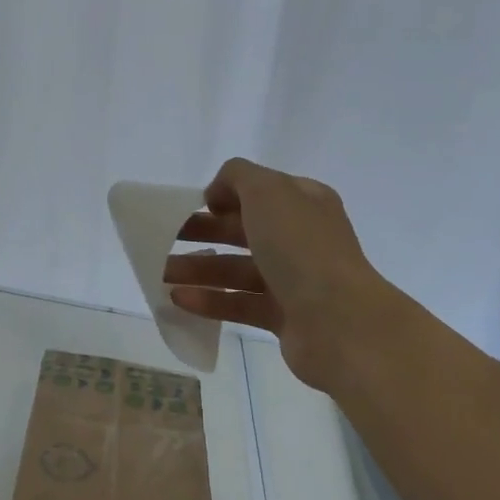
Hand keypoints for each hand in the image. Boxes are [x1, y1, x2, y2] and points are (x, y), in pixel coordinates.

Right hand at [163, 157, 385, 389]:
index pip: (259, 192)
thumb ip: (237, 177)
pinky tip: (178, 300)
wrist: (340, 322)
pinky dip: (210, 300)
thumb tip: (217, 195)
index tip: (190, 206)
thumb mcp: (267, 190)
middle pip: (242, 231)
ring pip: (236, 269)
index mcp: (304, 203)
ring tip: (159, 275)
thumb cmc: (301, 247)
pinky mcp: (284, 317)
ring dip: (197, 269)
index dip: (223, 196)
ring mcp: (294, 279)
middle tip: (163, 239)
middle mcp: (301, 238)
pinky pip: (239, 303)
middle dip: (202, 233)